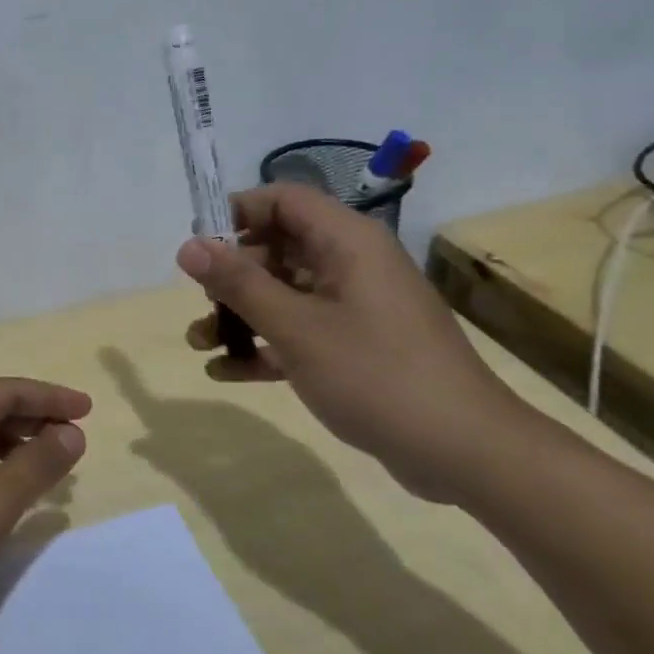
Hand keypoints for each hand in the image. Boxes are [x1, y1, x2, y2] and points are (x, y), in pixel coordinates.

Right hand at [177, 184, 530, 502]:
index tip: (198, 245)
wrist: (466, 453)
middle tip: (199, 301)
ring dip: (240, 314)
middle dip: (231, 274)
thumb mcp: (297, 327)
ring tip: (198, 342)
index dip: (236, 212)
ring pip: (284, 293)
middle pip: (278, 247)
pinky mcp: (356, 347)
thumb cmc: (376, 375)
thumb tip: (188, 246)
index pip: (283, 200)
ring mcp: (355, 307)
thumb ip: (239, 283)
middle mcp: (352, 265)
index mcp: (347, 242)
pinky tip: (224, 372)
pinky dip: (264, 346)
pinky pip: (299, 331)